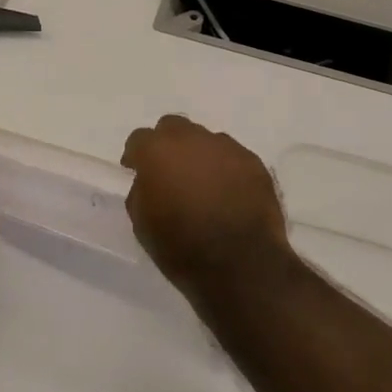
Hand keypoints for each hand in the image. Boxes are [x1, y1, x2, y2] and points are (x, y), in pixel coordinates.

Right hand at [120, 115, 289, 290]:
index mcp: (158, 151)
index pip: (139, 138)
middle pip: (174, 127)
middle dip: (168, 146)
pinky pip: (232, 157)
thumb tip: (149, 183)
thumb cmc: (181, 247)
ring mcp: (227, 148)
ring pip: (206, 141)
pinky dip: (226, 170)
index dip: (136, 156)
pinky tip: (228, 194)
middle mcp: (193, 139)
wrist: (240, 264)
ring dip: (199, 156)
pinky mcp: (254, 163)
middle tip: (170, 173)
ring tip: (203, 186)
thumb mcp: (142, 224)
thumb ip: (141, 192)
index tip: (137, 172)